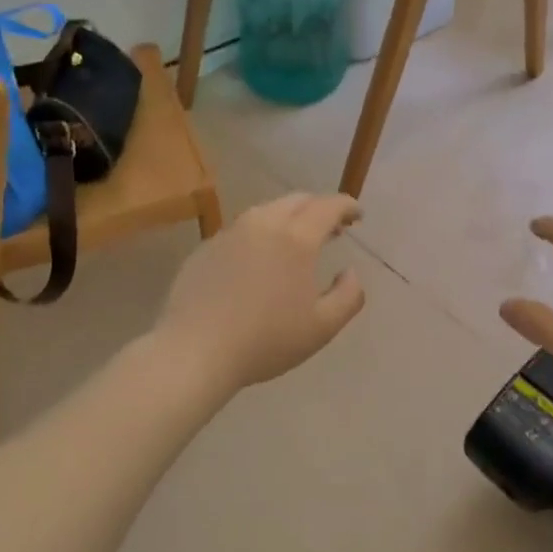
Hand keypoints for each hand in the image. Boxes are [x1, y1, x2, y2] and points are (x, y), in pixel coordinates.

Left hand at [155, 193, 366, 392]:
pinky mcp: (205, 247)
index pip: (328, 206)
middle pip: (297, 201)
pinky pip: (241, 230)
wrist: (195, 351)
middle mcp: (262, 224)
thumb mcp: (322, 327)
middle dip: (319, 208)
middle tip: (332, 229)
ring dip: (288, 219)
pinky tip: (258, 261)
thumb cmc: (266, 340)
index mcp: (296, 238)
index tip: (357, 215)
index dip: (347, 206)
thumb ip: (349, 296)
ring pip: (266, 211)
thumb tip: (350, 272)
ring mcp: (229, 233)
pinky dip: (259, 235)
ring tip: (295, 242)